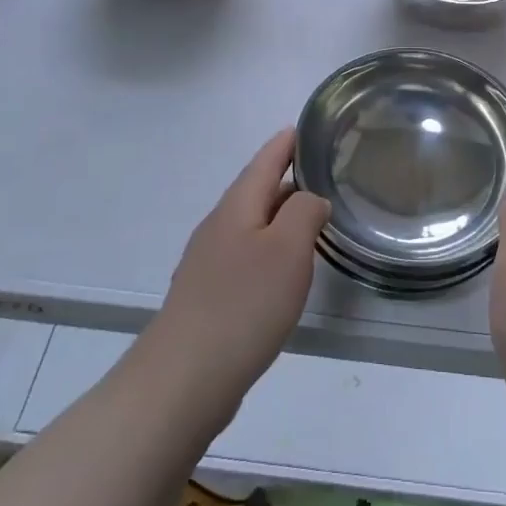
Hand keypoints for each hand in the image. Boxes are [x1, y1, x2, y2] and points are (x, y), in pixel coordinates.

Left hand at [147, 129, 329, 426]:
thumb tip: (311, 198)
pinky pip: (245, 256)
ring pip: (251, 225)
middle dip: (286, 178)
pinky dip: (269, 249)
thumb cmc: (243, 304)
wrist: (184, 378)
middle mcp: (219, 227)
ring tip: (310, 216)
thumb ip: (304, 213)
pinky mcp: (209, 296)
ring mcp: (209, 263)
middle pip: (255, 191)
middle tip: (321, 171)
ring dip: (278, 215)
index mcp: (237, 207)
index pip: (264, 162)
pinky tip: (283, 269)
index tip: (304, 128)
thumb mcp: (287, 250)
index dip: (285, 144)